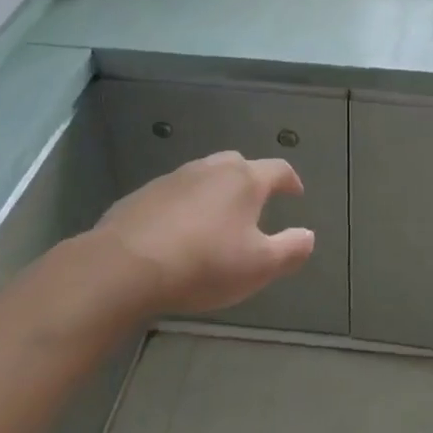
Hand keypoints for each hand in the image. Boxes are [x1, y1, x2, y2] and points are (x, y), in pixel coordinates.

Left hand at [92, 152, 315, 314]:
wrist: (123, 267)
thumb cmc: (203, 264)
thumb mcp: (259, 266)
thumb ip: (291, 249)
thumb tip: (309, 235)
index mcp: (244, 180)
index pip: (278, 170)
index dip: (291, 181)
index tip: (296, 194)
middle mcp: (210, 169)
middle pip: (238, 165)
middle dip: (251, 181)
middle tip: (256, 205)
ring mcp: (173, 179)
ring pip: (203, 176)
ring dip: (215, 192)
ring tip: (216, 219)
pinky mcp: (142, 195)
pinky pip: (173, 194)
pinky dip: (184, 206)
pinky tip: (177, 232)